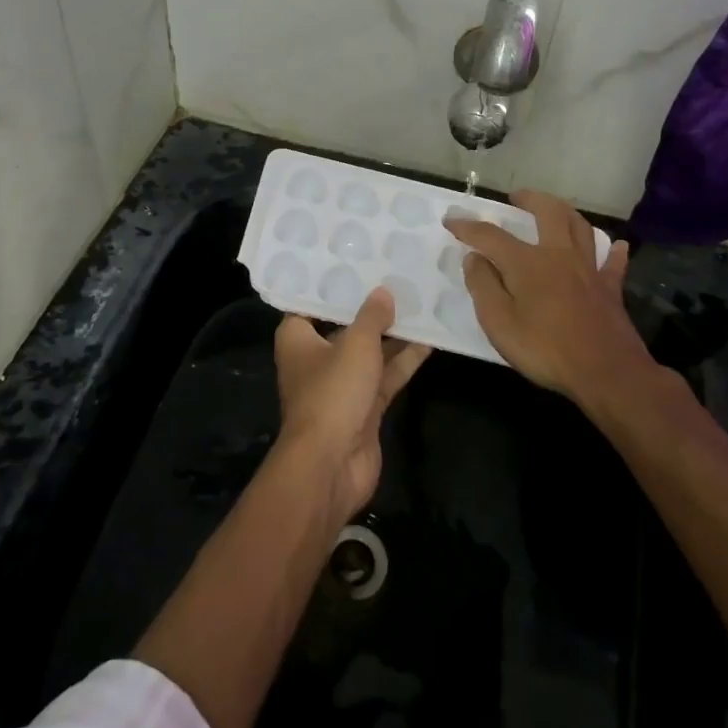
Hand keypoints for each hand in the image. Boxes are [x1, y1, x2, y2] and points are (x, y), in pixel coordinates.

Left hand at [274, 288, 429, 520]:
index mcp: (297, 338)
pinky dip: (404, 361)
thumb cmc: (332, 393)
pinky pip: (385, 376)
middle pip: (345, 326)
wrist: (331, 465)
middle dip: (370, 308)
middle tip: (399, 277)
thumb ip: (372, 317)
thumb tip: (383, 292)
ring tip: (422, 303)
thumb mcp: (355, 345)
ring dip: (393, 334)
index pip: (311, 303)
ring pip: (370, 352)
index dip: (333, 285)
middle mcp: (316, 358)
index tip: (357, 262)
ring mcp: (341, 385)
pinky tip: (430, 340)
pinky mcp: (364, 407)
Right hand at [444, 190, 657, 405]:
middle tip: (517, 197)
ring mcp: (588, 270)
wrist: (606, 373)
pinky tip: (616, 245)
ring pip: (581, 228)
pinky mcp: (610, 289)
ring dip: (566, 212)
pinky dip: (613, 251)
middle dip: (530, 199)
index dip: (468, 226)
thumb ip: (483, 286)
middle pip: (548, 213)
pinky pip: (612, 263)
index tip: (451, 220)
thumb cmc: (545, 348)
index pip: (490, 235)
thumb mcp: (498, 322)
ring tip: (555, 209)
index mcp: (527, 262)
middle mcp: (559, 255)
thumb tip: (474, 258)